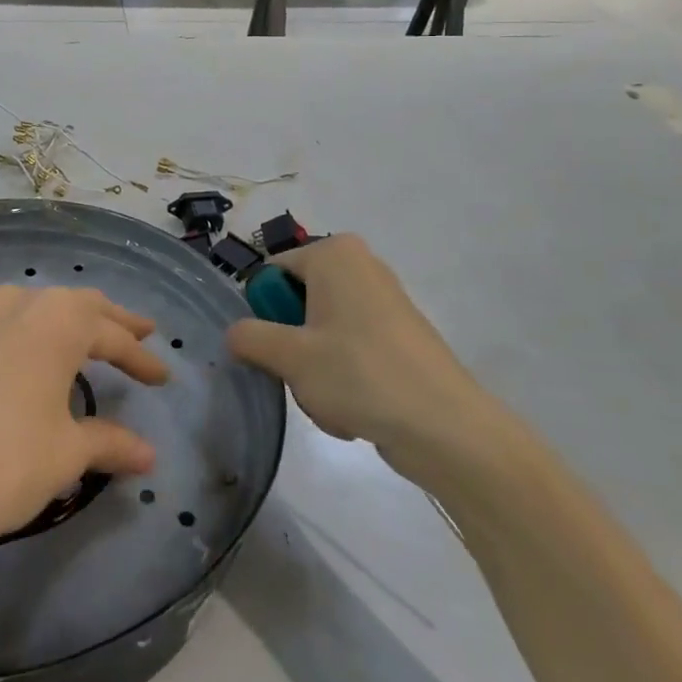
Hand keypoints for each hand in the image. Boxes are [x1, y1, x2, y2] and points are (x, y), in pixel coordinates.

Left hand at [0, 286, 168, 563]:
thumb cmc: (5, 461)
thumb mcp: (66, 453)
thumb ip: (109, 444)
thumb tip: (148, 455)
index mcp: (58, 322)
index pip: (111, 335)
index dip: (141, 358)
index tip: (163, 379)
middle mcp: (20, 307)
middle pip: (78, 306)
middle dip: (112, 322)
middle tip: (141, 332)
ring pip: (39, 307)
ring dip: (69, 319)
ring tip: (88, 335)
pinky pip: (7, 324)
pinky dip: (33, 333)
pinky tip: (31, 355)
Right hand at [226, 235, 506, 487]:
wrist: (446, 428)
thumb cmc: (360, 374)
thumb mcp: (290, 356)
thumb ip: (249, 337)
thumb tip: (234, 333)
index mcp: (334, 253)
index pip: (271, 275)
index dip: (263, 314)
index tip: (272, 351)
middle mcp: (360, 266)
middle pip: (296, 305)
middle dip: (292, 348)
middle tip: (301, 378)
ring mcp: (383, 302)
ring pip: (320, 334)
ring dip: (314, 371)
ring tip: (330, 402)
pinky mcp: (399, 337)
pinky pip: (350, 352)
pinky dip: (343, 380)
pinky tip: (353, 412)